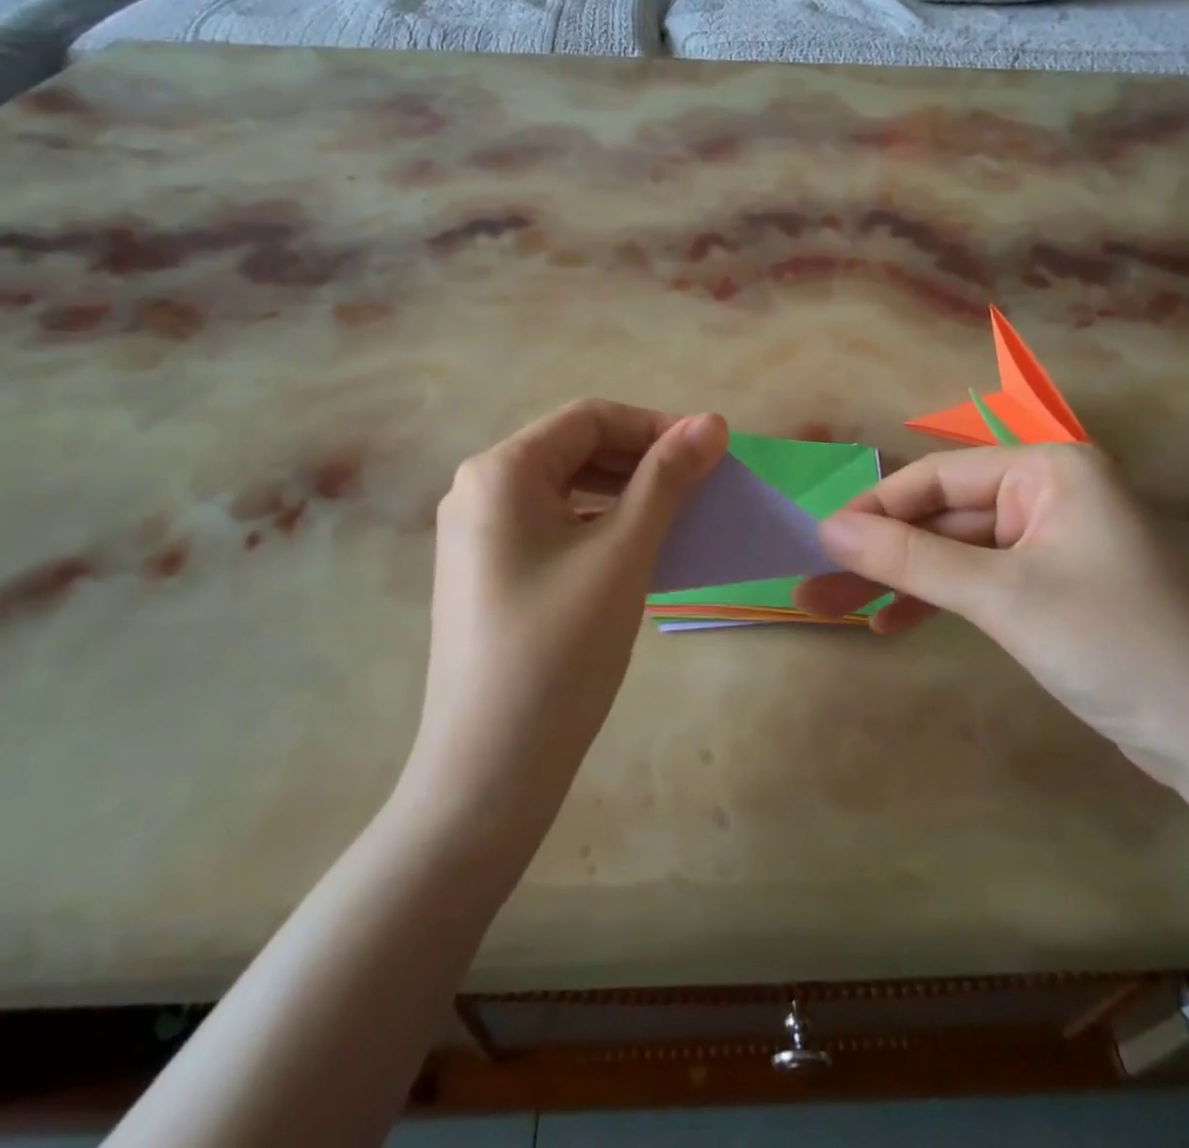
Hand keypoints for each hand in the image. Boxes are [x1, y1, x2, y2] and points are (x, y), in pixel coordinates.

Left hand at [412, 400, 726, 828]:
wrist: (488, 770)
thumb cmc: (559, 650)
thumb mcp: (623, 553)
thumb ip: (667, 479)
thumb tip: (712, 421)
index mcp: (501, 470)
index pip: (589, 418)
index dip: (655, 425)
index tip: (711, 450)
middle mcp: (478, 490)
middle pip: (573, 449)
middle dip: (641, 458)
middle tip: (701, 484)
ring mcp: (476, 535)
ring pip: (563, 489)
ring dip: (623, 492)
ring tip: (676, 515)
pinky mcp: (486, 573)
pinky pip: (550, 527)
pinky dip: (597, 525)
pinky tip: (633, 551)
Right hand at [795, 445, 1188, 784]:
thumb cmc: (1113, 644)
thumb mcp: (1001, 596)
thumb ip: (910, 558)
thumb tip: (827, 530)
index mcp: (1048, 469)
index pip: (937, 478)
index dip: (874, 509)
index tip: (819, 542)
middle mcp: (1048, 493)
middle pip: (941, 516)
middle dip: (880, 554)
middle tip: (818, 586)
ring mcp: (1049, 541)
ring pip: (953, 551)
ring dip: (899, 580)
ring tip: (838, 611)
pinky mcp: (1050, 585)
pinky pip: (976, 580)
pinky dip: (935, 601)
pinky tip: (892, 624)